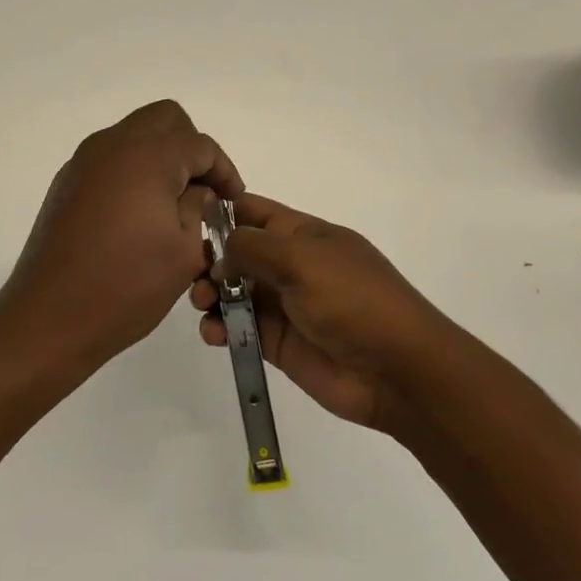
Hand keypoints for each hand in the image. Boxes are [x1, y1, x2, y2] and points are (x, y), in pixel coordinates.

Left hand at [0, 100, 242, 372]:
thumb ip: (198, 208)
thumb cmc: (126, 285)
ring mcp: (83, 161)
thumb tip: (198, 190)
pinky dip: (132, 171)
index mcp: (147, 156)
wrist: (49, 315)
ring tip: (173, 203)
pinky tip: (138, 214)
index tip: (233, 202)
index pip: (200, 145)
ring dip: (160, 156)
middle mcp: (112, 145)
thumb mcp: (183, 251)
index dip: (224, 171)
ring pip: (134, 135)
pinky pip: (110, 158)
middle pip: (164, 119)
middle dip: (191, 147)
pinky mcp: (66, 183)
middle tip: (203, 189)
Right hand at [189, 194, 460, 432]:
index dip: (222, 211)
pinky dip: (220, 328)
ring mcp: (283, 305)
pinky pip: (239, 328)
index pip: (254, 211)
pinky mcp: (277, 342)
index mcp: (303, 235)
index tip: (185, 220)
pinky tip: (214, 333)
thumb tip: (220, 252)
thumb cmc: (352, 299)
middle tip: (193, 274)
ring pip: (233, 291)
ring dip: (210, 293)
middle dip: (209, 258)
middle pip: (237, 253)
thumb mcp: (301, 259)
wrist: (396, 370)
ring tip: (203, 303)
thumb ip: (252, 247)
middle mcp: (290, 265)